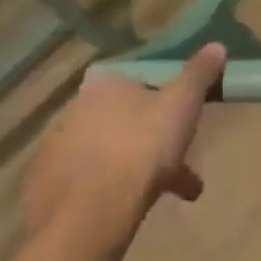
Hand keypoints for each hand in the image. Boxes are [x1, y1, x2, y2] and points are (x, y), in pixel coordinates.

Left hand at [23, 44, 225, 247]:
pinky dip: (108, 194)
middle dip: (153, 144)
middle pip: (125, 123)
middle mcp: (74, 111)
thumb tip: (216, 45)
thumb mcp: (183, 103)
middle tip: (179, 169)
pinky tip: (129, 213)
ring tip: (163, 197)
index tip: (183, 127)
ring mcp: (55, 152)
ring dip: (134, 171)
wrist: (91, 216)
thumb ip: (199, 73)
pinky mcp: (43, 191)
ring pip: (108, 155)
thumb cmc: (142, 146)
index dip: (165, 106)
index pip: (139, 86)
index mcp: (106, 85)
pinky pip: (87, 184)